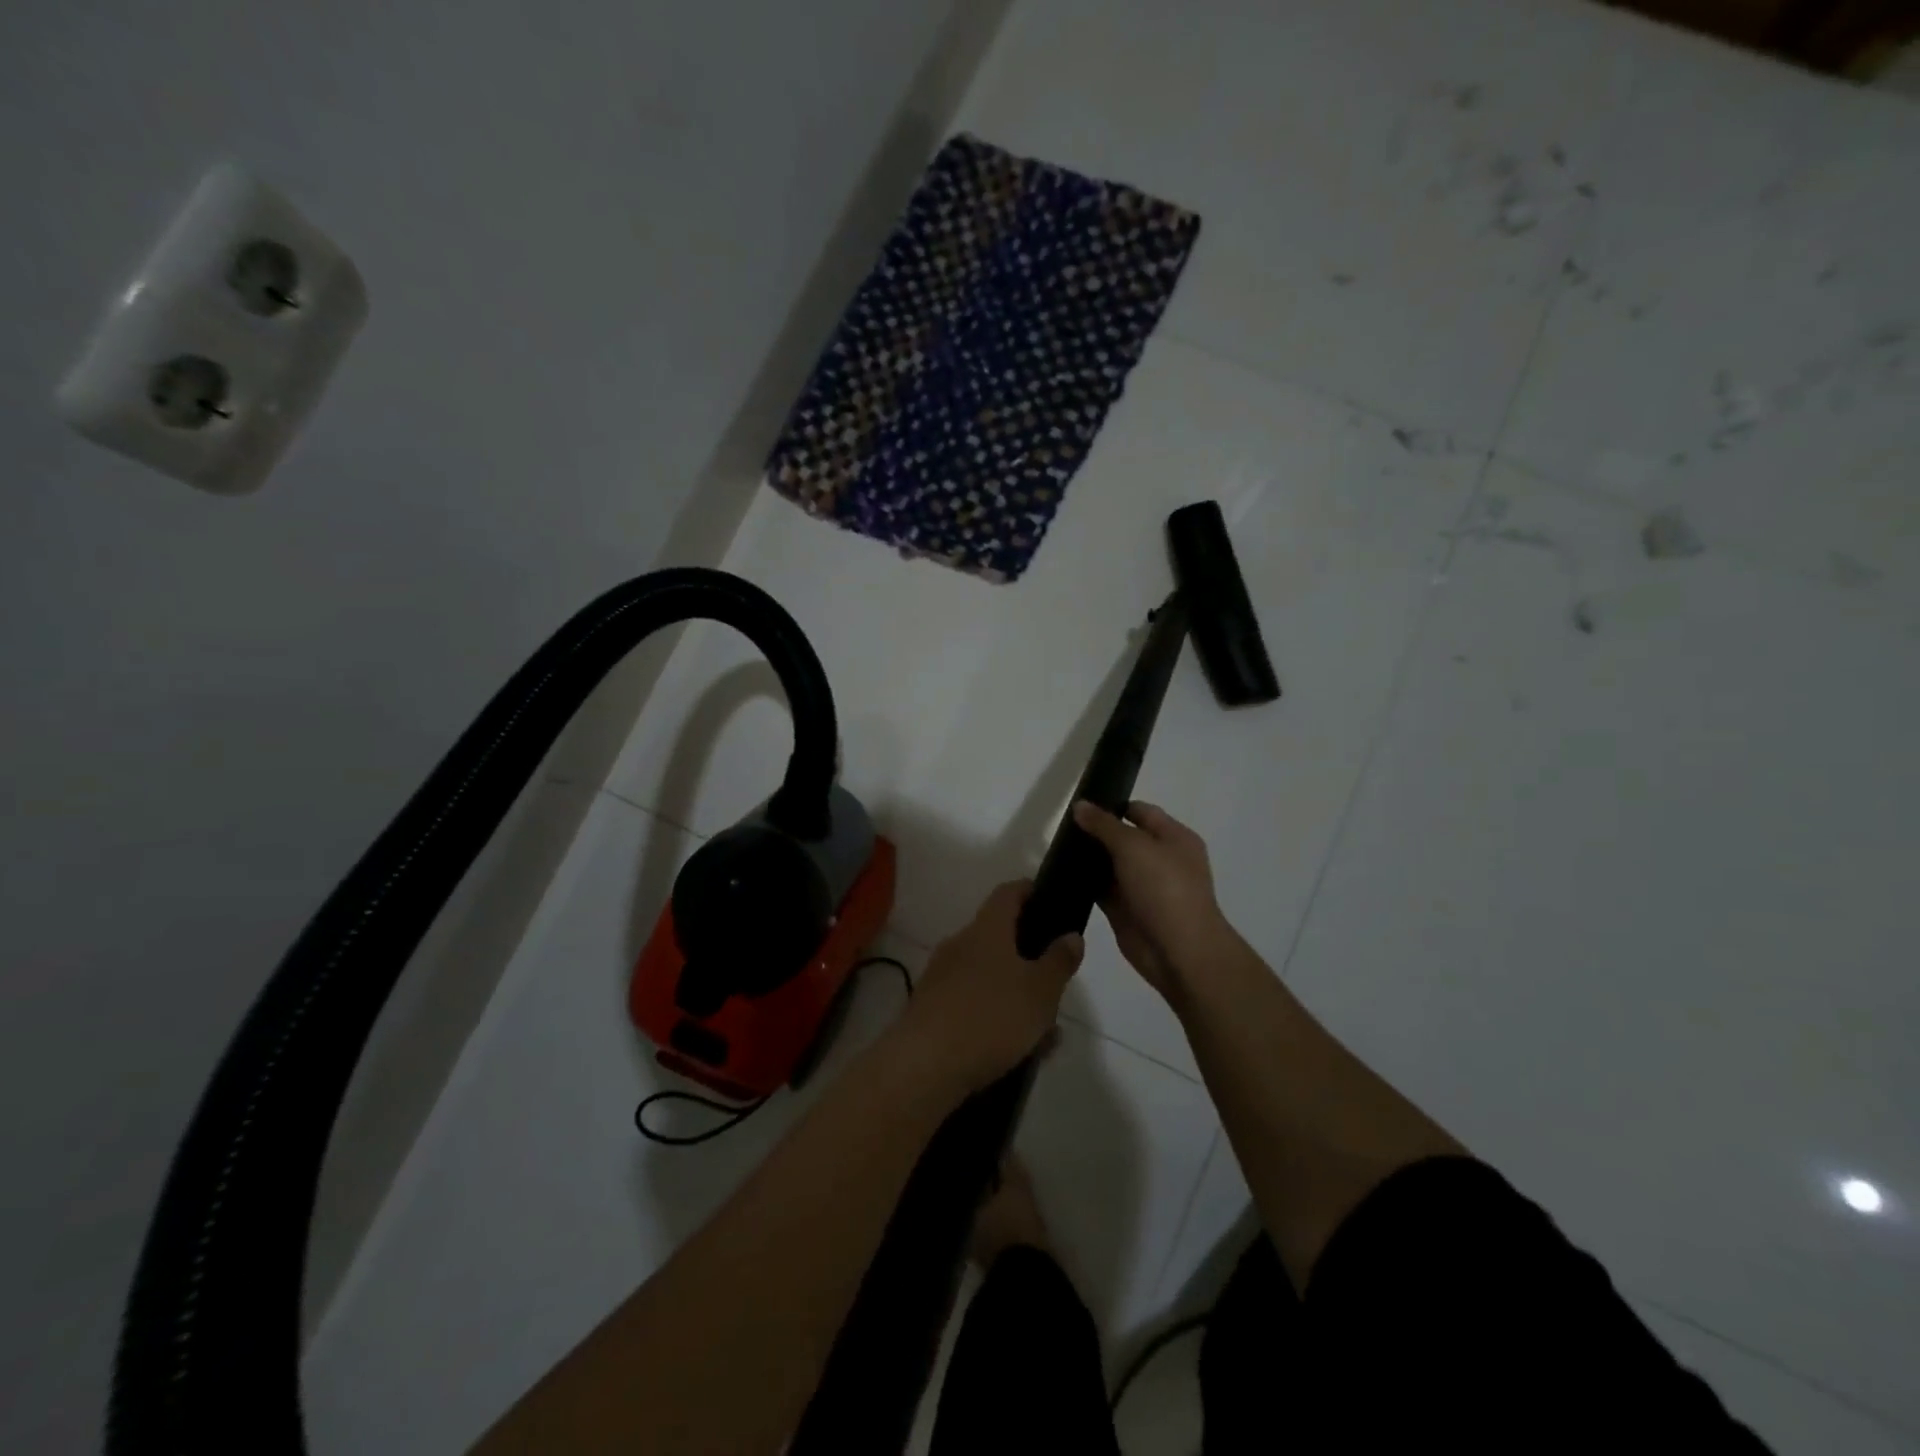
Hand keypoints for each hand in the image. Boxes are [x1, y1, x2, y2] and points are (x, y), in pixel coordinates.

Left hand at [897, 881, 1083, 1094]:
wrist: (923, 1065)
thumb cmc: (990, 1016)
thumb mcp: (1041, 991)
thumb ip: (1059, 961)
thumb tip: (1071, 935)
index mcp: (986, 929)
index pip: (1008, 892)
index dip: (1030, 890)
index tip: (1050, 899)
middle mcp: (960, 944)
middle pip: (999, 938)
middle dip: (1030, 958)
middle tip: (1056, 982)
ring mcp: (941, 977)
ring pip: (989, 977)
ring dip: (1016, 995)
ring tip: (1045, 1032)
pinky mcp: (931, 1009)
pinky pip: (973, 1004)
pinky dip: (996, 1018)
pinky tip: (1016, 1051)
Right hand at [1071, 800, 1234, 1001]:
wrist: (1178, 951)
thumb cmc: (1164, 888)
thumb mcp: (1133, 846)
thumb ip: (1104, 824)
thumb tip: (1080, 805)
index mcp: (1174, 838)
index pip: (1140, 811)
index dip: (1112, 805)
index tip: (1079, 803)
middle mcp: (1159, 859)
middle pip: (1123, 838)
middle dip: (1095, 832)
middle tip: (1060, 825)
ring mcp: (1142, 886)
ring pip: (1110, 865)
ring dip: (1087, 858)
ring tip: (1054, 847)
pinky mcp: (1126, 910)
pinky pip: (1101, 890)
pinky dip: (1084, 884)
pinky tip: (1059, 875)